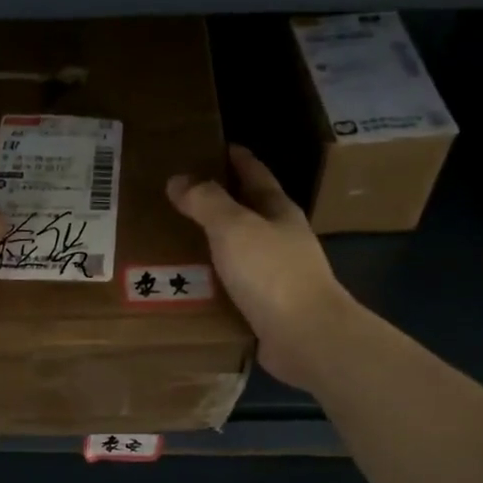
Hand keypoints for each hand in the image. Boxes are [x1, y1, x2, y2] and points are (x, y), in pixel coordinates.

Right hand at [167, 145, 354, 390]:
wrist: (306, 336)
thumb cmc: (272, 272)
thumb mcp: (234, 228)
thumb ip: (206, 202)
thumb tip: (178, 179)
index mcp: (279, 211)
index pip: (256, 174)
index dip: (236, 158)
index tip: (213, 146)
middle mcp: (281, 239)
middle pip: (248, 211)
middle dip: (218, 202)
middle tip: (179, 195)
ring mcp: (277, 275)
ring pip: (239, 249)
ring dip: (213, 243)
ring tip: (175, 239)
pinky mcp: (268, 307)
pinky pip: (233, 285)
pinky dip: (212, 279)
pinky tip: (189, 283)